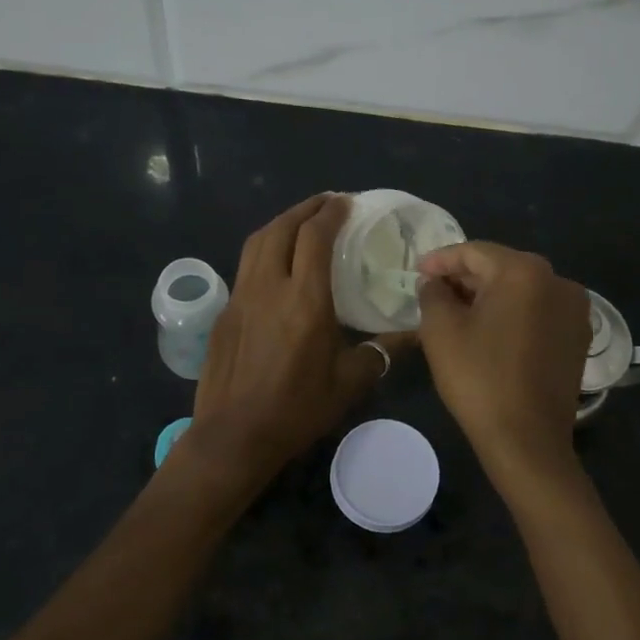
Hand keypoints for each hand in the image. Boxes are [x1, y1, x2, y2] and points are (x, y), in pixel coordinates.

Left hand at [188, 194, 409, 487]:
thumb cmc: (297, 409)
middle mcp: (268, 287)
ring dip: (281, 223)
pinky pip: (245, 267)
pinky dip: (264, 250)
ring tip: (300, 223)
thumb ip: (382, 351)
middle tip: (326, 204)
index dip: (330, 213)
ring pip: (257, 242)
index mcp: (304, 299)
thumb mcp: (349, 383)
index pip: (314, 237)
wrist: (234, 436)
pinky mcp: (224, 312)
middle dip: (304, 209)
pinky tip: (276, 265)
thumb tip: (415, 334)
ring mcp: (240, 297)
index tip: (345, 203)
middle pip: (281, 228)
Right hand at [417, 242, 590, 478]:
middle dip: (465, 278)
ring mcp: (575, 310)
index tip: (416, 273)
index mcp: (525, 271)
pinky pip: (538, 312)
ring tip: (457, 312)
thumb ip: (433, 293)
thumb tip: (435, 283)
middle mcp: (558, 281)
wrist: (527, 441)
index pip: (474, 252)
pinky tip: (489, 332)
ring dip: (488, 296)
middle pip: (501, 268)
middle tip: (433, 292)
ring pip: (521, 290)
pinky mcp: (578, 337)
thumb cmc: (479, 379)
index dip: (440, 260)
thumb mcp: (441, 330)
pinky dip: (512, 314)